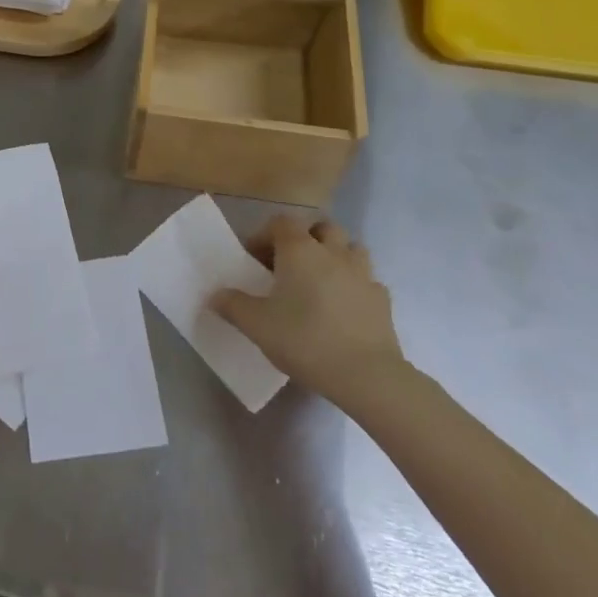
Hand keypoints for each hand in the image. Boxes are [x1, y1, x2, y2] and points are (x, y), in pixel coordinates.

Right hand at [213, 214, 406, 413]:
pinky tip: (343, 307)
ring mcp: (363, 273)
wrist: (366, 375)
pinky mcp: (382, 299)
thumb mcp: (256, 325)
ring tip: (320, 281)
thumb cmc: (304, 340)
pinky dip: (353, 285)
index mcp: (300, 250)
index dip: (265, 235)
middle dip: (305, 238)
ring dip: (335, 255)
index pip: (281, 222)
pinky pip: (366, 280)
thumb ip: (232, 305)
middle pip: (321, 227)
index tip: (255, 260)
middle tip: (290, 265)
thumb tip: (215, 295)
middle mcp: (333, 252)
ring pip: (350, 248)